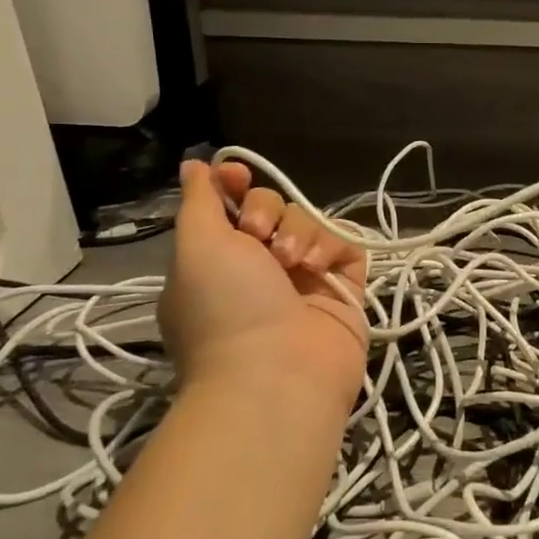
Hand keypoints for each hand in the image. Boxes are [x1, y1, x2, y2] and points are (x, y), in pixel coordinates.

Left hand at [160, 159, 369, 414]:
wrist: (277, 375)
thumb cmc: (225, 306)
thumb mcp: (196, 245)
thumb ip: (199, 199)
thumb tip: (193, 163)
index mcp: (217, 261)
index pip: (230, 206)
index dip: (234, 184)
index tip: (236, 175)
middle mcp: (259, 268)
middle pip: (272, 207)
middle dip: (267, 211)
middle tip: (260, 238)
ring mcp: (303, 279)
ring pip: (309, 223)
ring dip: (300, 232)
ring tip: (293, 262)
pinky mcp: (342, 288)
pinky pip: (344, 245)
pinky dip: (332, 247)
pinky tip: (320, 267)